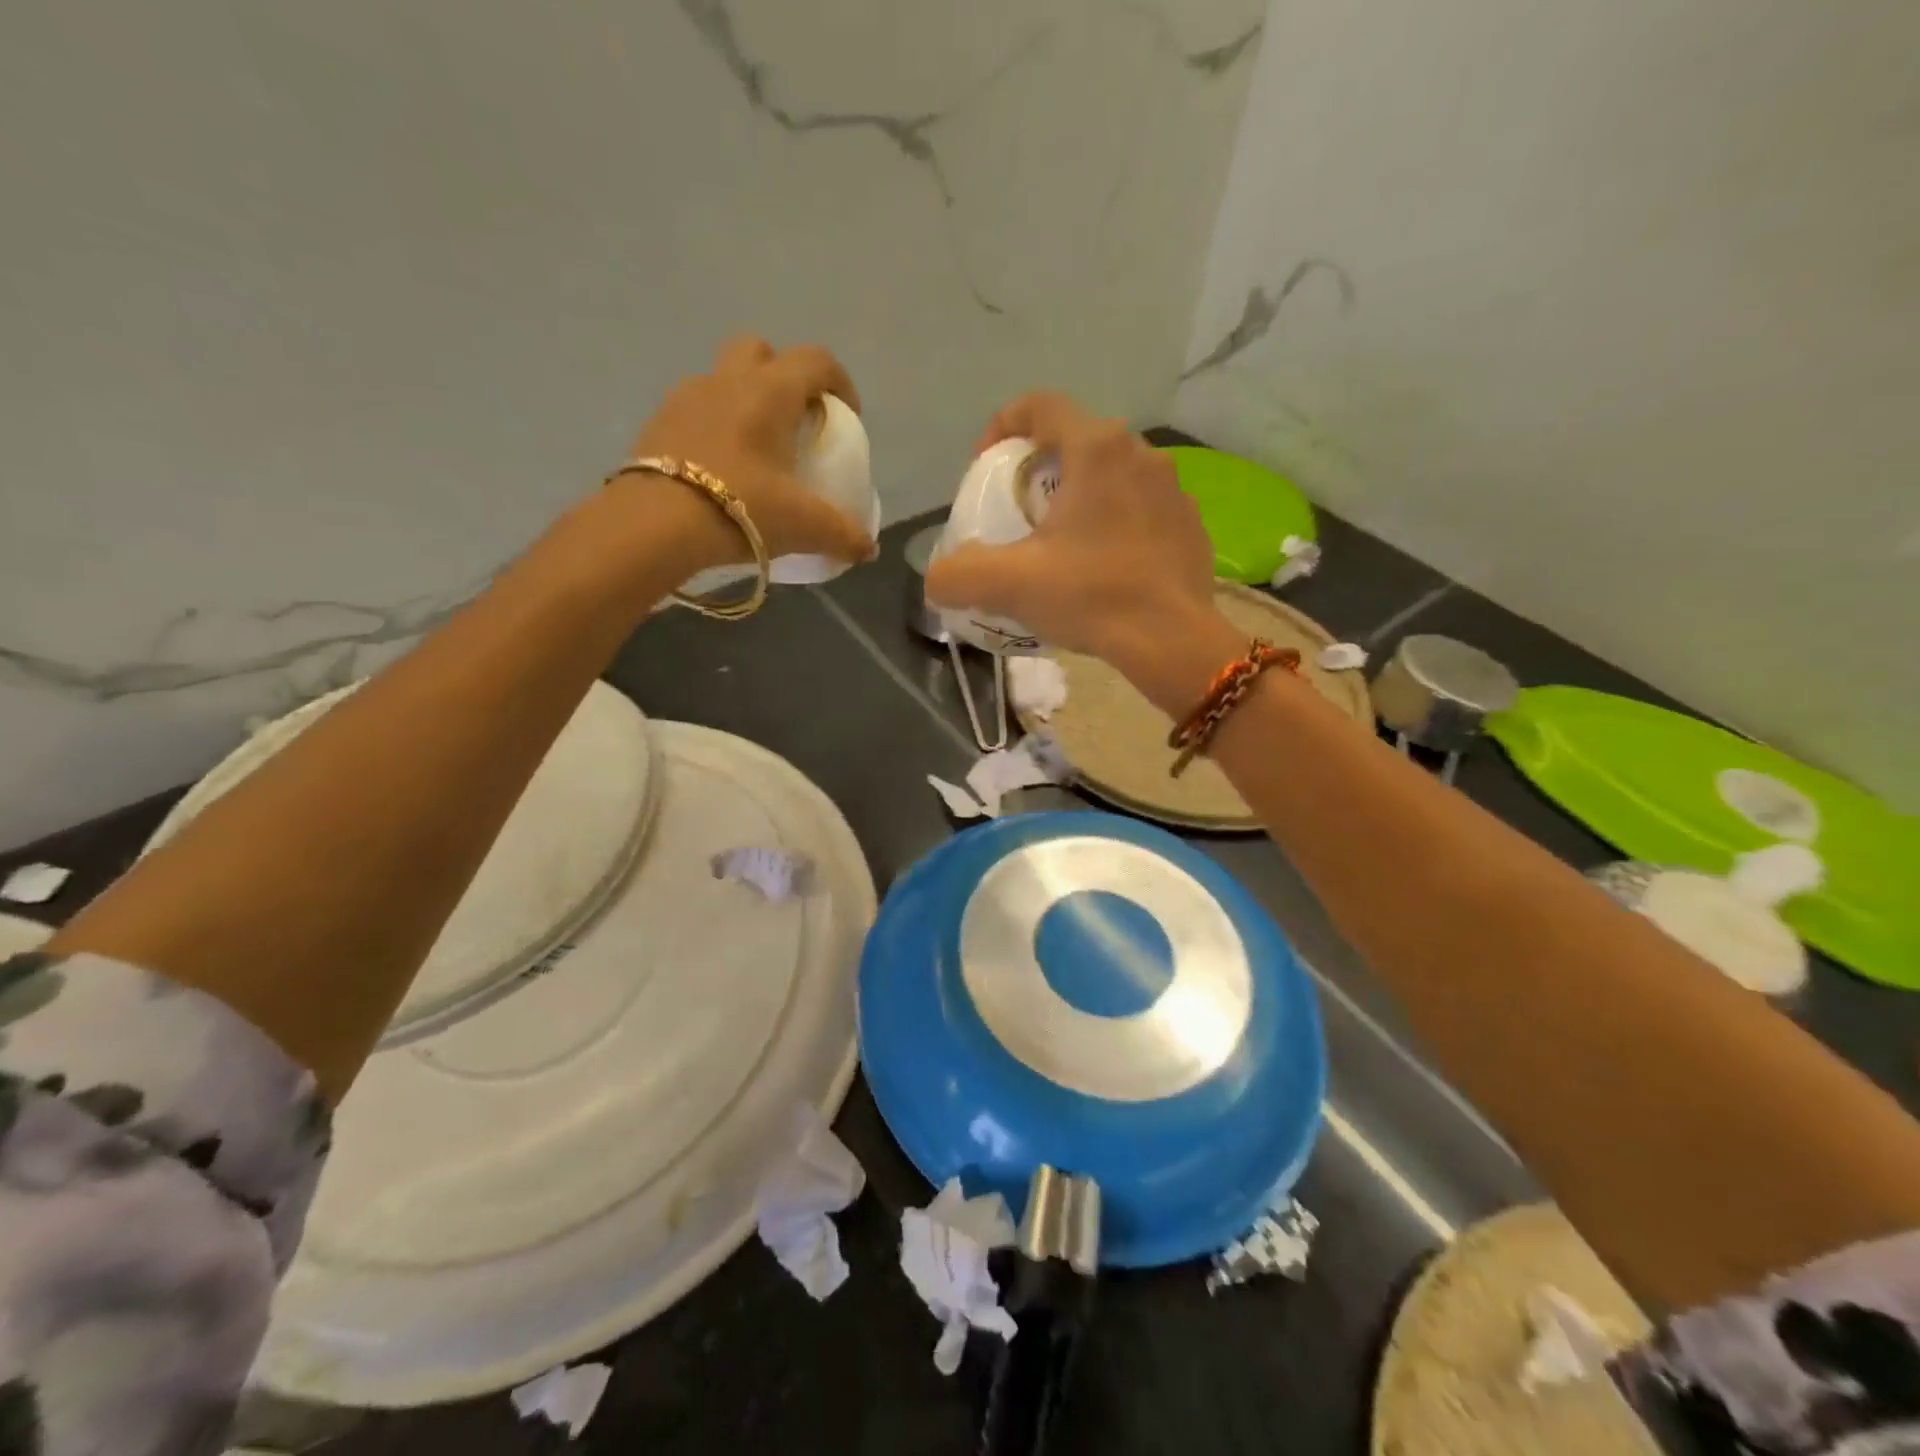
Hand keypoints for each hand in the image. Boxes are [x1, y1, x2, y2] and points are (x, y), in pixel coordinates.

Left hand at [615, 336, 876, 572]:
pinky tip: (720, 468)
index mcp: (770, 391)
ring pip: (723, 379)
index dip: (840, 383)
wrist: (656, 524)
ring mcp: (686, 397)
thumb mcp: (804, 526)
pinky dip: (713, 427)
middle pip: (762, 351)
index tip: (848, 419)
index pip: (816, 361)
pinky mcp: (657, 422)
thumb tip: (869, 550)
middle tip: (795, 421)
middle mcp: (728, 380)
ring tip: (755, 450)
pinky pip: (695, 410)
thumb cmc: (742, 508)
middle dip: (784, 376)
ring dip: (744, 401)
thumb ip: (843, 535)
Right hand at [923, 392, 1217, 667]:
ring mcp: (1173, 488)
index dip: (1002, 426)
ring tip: (1061, 543)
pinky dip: (1115, 524)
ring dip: (1080, 497)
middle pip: (1076, 441)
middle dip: (1040, 468)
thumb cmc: (1091, 596)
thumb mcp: (1008, 585)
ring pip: (1113, 475)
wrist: (1172, 640)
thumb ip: (958, 575)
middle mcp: (1140, 453)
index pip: (1040, 406)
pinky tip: (1104, 566)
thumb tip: (937, 579)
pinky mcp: (1190, 524)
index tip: (986, 467)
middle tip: (1019, 512)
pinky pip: (1141, 509)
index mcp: (1096, 449)